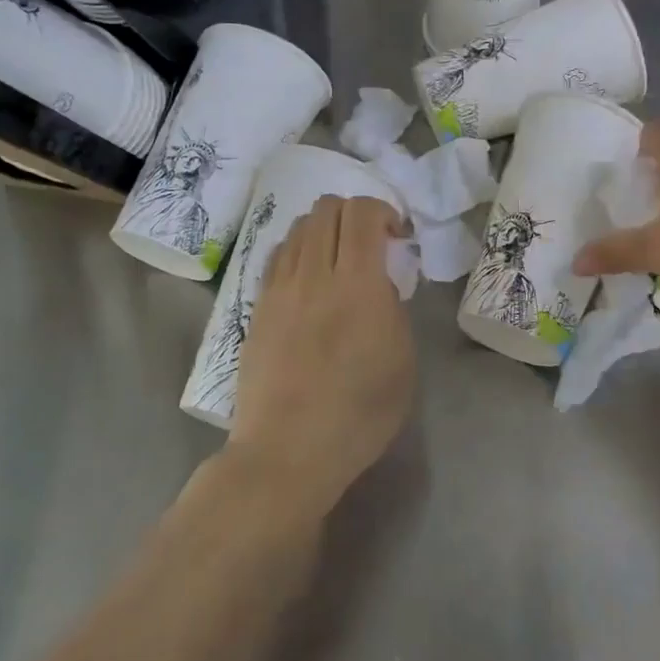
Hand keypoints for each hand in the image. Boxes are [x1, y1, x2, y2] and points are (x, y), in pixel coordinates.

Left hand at [227, 195, 413, 515]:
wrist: (287, 452)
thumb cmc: (358, 414)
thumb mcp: (402, 360)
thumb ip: (393, 308)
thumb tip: (378, 283)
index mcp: (358, 284)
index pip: (362, 212)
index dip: (383, 210)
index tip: (397, 237)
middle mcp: (315, 273)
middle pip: (327, 208)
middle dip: (354, 212)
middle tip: (370, 243)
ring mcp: (280, 288)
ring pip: (299, 227)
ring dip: (325, 229)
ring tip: (337, 259)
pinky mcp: (257, 306)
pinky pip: (278, 255)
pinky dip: (298, 250)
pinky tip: (308, 278)